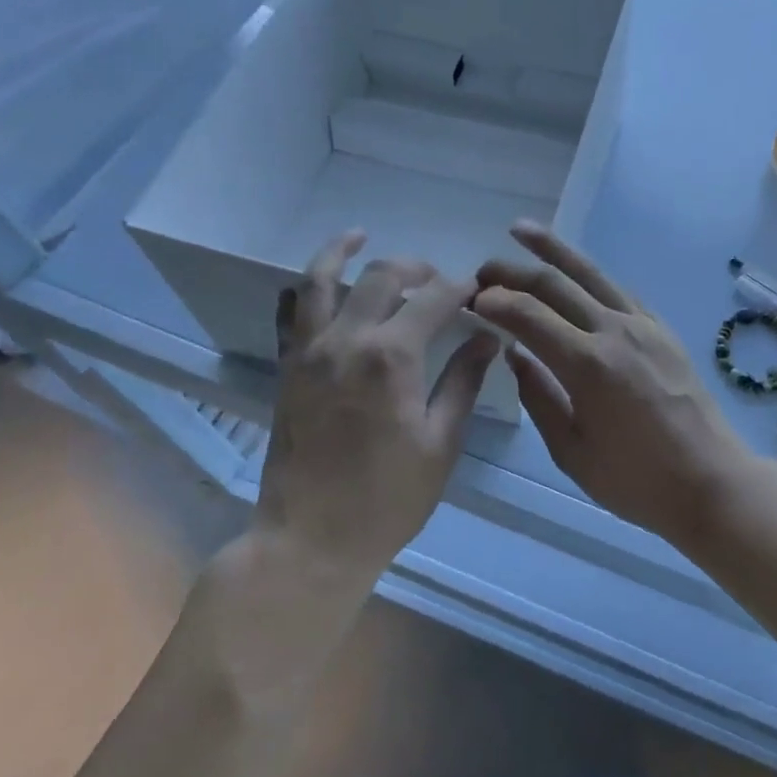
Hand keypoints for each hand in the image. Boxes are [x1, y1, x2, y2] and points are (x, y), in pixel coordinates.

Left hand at [257, 230, 498, 575]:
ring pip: (320, 280)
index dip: (461, 287)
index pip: (434, 299)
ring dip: (342, 252)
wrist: (310, 540)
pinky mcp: (288, 370)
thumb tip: (488, 339)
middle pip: (381, 277)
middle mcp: (347, 340)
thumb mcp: (441, 442)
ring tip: (359, 235)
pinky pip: (291, 314)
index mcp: (392, 357)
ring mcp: (309, 352)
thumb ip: (463, 381)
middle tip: (439, 278)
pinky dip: (306, 290)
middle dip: (416, 267)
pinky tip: (318, 284)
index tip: (479, 289)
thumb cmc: (388, 498)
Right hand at [473, 223, 762, 543]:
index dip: (495, 301)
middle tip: (482, 271)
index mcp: (587, 364)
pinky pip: (618, 290)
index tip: (471, 299)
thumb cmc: (636, 479)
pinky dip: (590, 276)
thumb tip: (515, 355)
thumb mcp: (571, 451)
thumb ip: (539, 398)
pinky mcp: (662, 329)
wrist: (709, 479)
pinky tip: (576, 274)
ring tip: (523, 230)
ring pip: (591, 274)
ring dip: (554, 249)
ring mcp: (643, 325)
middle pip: (555, 284)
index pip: (528, 315)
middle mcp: (614, 331)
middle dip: (513, 272)